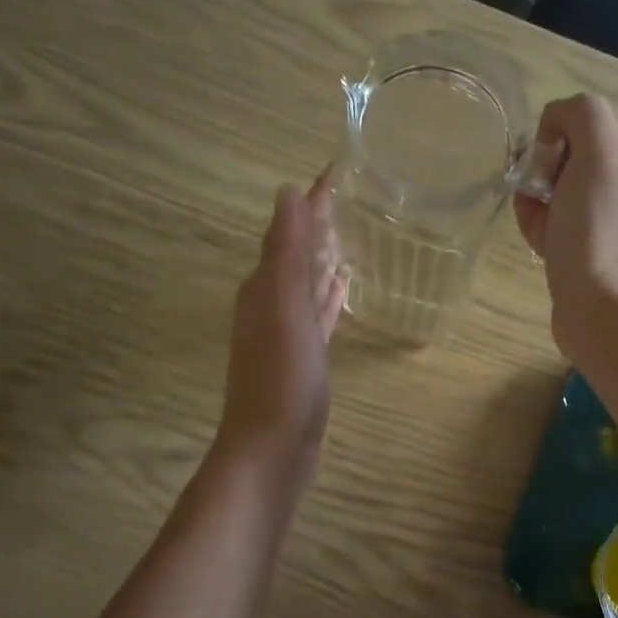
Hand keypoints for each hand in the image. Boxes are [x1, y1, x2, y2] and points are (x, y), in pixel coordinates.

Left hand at [215, 174, 346, 480]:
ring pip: (307, 283)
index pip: (291, 229)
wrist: (272, 448)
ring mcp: (287, 333)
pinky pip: (318, 315)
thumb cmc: (282, 377)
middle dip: (319, 225)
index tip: (338, 169)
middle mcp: (271, 302)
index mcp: (265, 285)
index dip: (314, 200)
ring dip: (323, 259)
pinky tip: (343, 289)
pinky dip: (328, 298)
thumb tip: (287, 191)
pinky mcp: (304, 358)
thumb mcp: (284, 307)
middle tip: (352, 197)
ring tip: (349, 236)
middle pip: (298, 252)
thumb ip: (285, 251)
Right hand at [514, 94, 617, 359]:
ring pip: (549, 194)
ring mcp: (606, 219)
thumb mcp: (599, 151)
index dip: (554, 145)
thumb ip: (580, 113)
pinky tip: (542, 249)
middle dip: (540, 180)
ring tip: (544, 234)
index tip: (553, 174)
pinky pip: (550, 225)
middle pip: (559, 161)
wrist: (603, 308)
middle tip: (545, 205)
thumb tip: (554, 127)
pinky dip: (538, 232)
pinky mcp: (587, 250)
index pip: (575, 125)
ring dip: (534, 208)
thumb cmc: (599, 229)